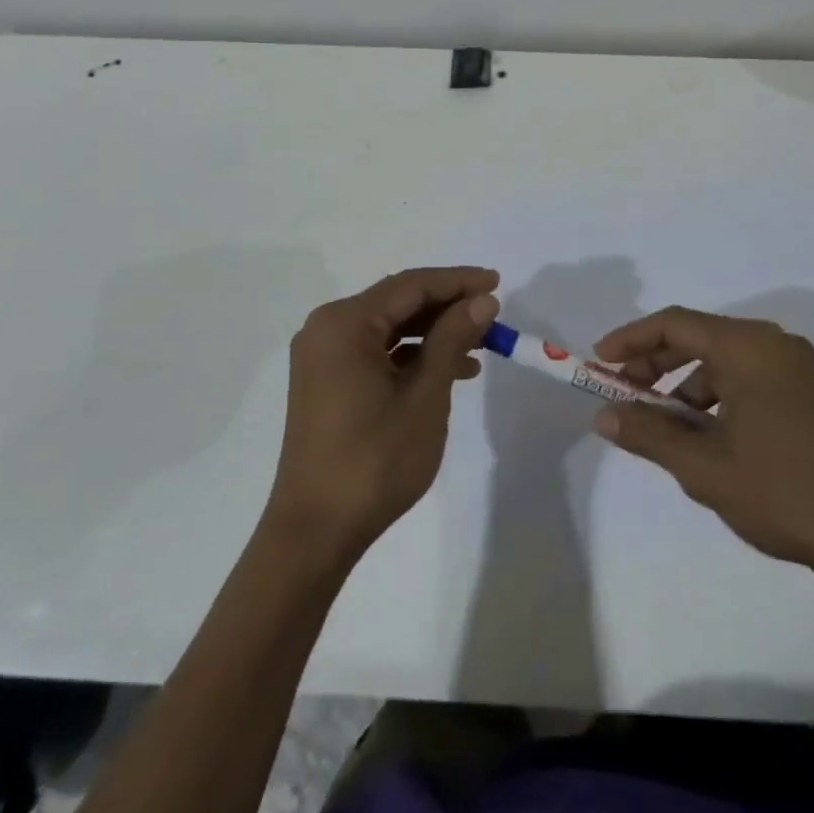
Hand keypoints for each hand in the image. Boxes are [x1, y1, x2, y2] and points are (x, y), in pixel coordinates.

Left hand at [264, 267, 499, 565]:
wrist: (316, 531)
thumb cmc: (374, 460)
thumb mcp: (425, 396)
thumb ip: (452, 339)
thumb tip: (482, 301)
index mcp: (344, 323)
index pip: (410, 286)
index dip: (457, 281)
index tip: (497, 282)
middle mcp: (326, 329)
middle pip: (397, 303)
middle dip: (446, 308)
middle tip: (491, 316)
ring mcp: (323, 356)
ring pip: (388, 328)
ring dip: (432, 334)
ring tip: (479, 349)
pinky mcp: (326, 381)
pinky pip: (375, 352)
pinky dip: (410, 357)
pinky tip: (447, 372)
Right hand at [592, 307, 813, 582]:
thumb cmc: (782, 493)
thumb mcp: (702, 466)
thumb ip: (648, 433)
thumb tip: (603, 416)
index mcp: (749, 347)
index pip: (675, 324)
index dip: (631, 339)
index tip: (599, 362)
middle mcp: (774, 344)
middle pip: (699, 337)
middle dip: (655, 364)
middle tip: (623, 394)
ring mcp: (796, 368)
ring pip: (722, 360)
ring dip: (685, 385)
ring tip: (663, 426)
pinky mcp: (809, 393)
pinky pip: (747, 377)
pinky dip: (716, 397)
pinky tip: (706, 436)